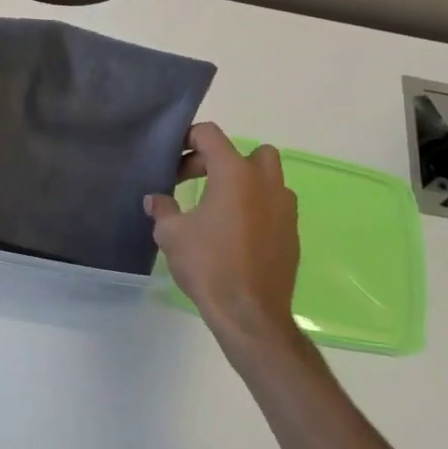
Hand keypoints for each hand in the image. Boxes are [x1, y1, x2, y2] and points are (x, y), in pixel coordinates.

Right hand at [145, 123, 302, 361]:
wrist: (250, 313)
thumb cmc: (208, 265)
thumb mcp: (172, 234)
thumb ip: (163, 209)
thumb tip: (155, 200)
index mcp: (235, 174)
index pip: (210, 135)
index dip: (187, 140)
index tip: (171, 160)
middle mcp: (265, 182)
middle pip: (246, 151)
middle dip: (217, 160)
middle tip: (190, 182)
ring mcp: (285, 207)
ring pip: (266, 177)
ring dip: (242, 182)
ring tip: (217, 206)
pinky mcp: (292, 231)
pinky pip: (273, 205)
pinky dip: (255, 207)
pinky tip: (235, 233)